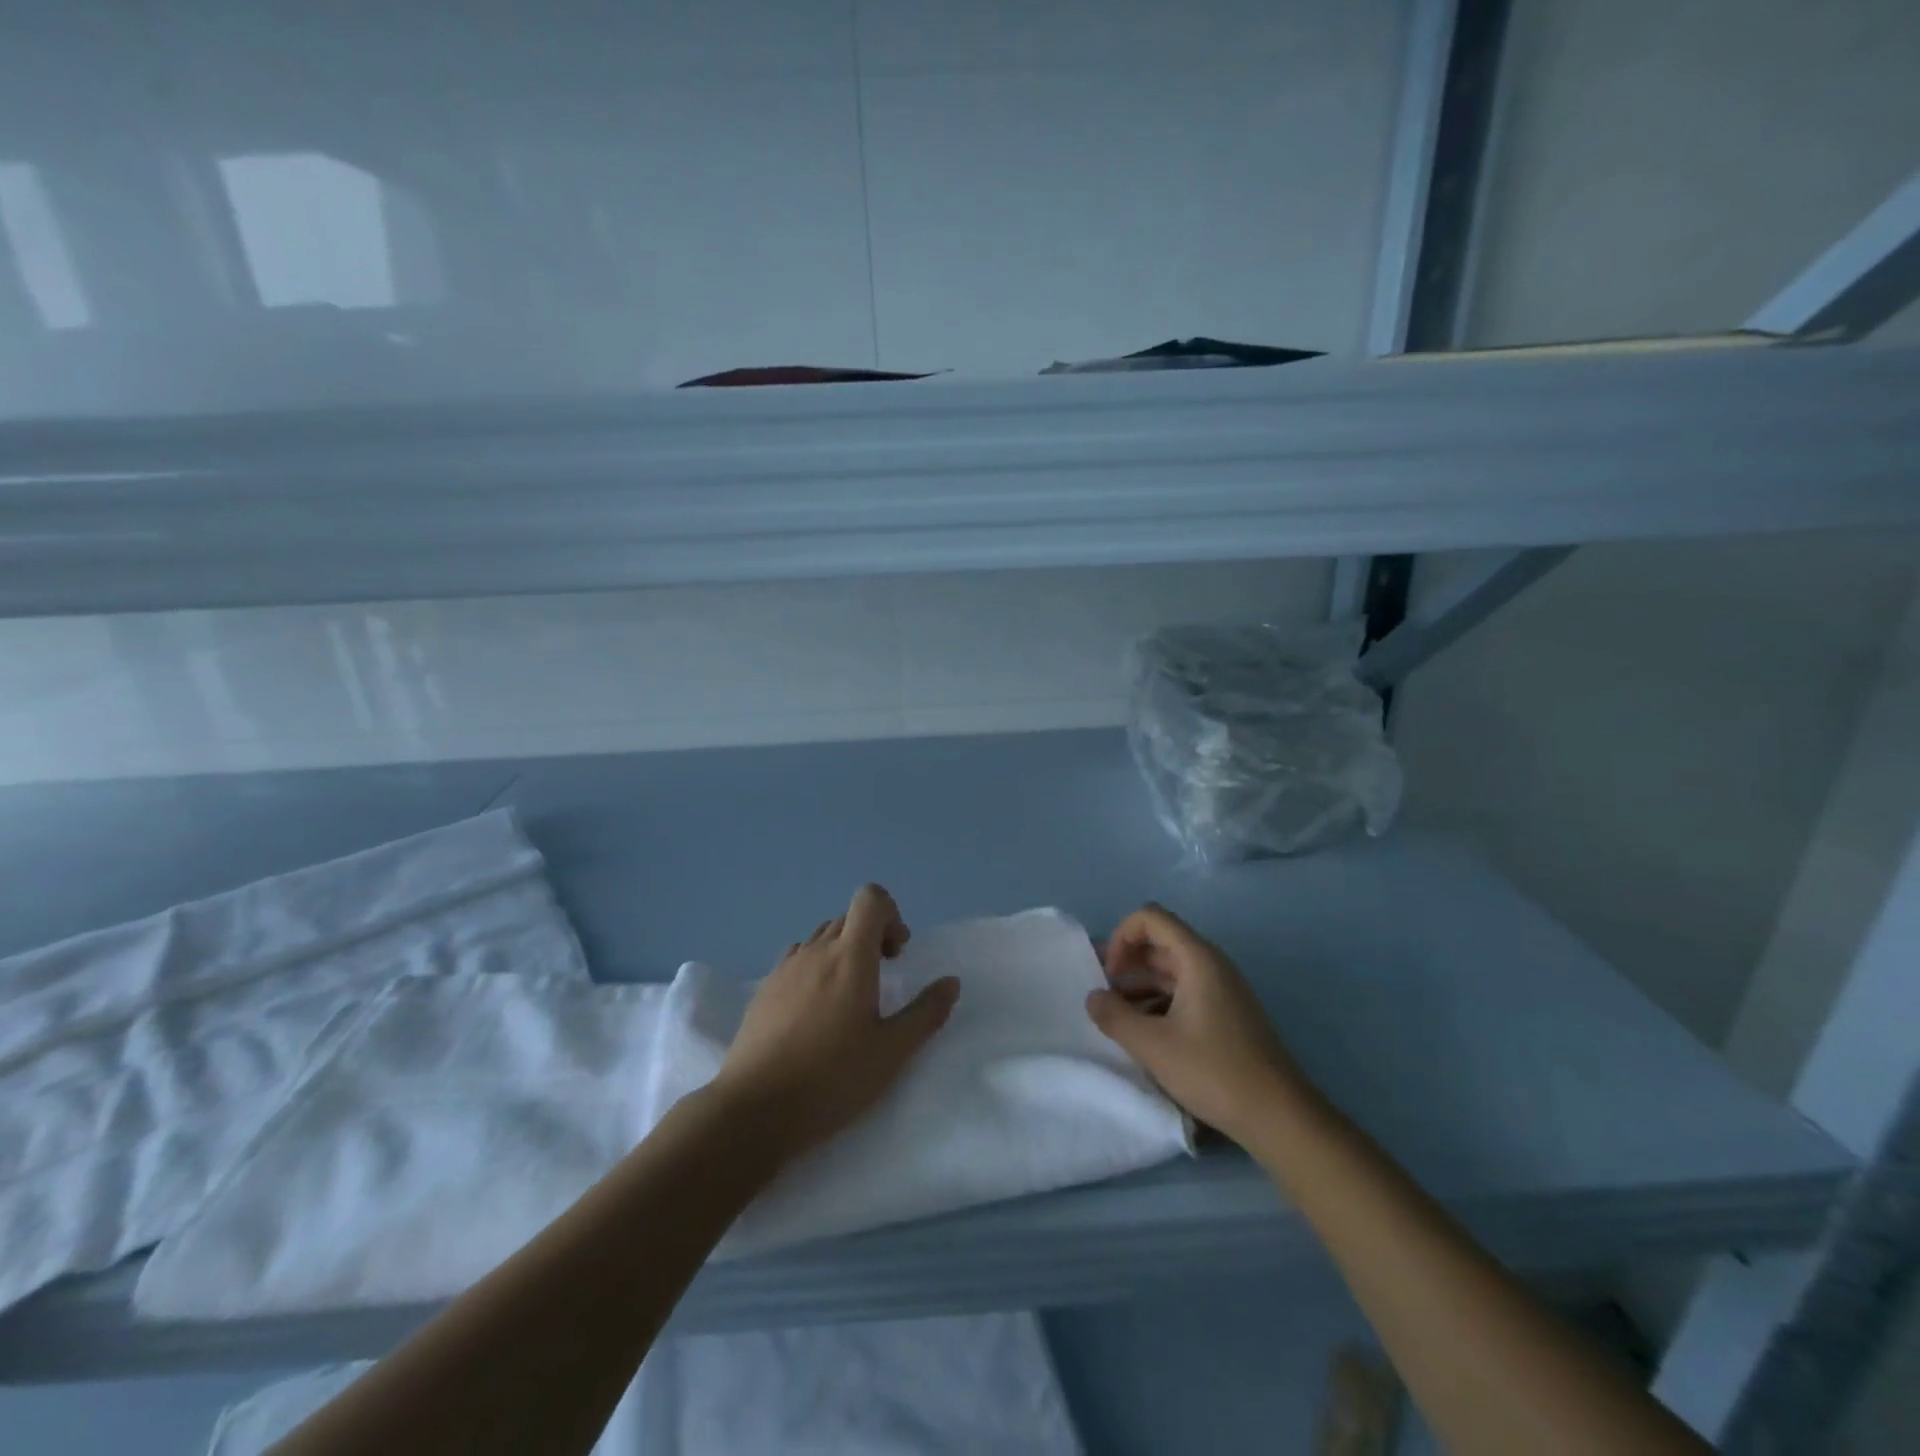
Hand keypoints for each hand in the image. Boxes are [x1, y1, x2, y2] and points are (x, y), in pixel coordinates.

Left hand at [712, 884, 959, 1162]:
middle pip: (848, 918)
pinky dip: (815, 969)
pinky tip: (815, 1014)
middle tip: (883, 979)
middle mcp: (816, 950)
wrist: (754, 1110)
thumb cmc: (832, 1078)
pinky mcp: (764, 990)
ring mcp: (785, 968)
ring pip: (821, 938)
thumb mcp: (892, 1052)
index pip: (870, 898)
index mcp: (850, 956)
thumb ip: (926, 1013)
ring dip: (843, 952)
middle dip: (871, 936)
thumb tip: (951, 982)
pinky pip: (797, 960)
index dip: (891, 914)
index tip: (897, 955)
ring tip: (848, 999)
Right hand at [1086, 903, 1302, 1145]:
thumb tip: (1093, 997)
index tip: (1109, 975)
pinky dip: (1159, 1004)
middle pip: (1159, 943)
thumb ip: (1114, 1016)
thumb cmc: (1214, 1071)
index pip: (1150, 918)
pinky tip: (1146, 1036)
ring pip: (1170, 971)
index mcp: (1196, 958)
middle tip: (1103, 995)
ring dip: (1140, 987)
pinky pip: (1184, 993)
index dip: (1122, 937)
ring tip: (1119, 1020)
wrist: (1279, 1116)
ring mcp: (1221, 990)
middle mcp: (1211, 965)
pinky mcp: (1226, 1015)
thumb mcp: (1152, 1045)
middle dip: (1126, 963)